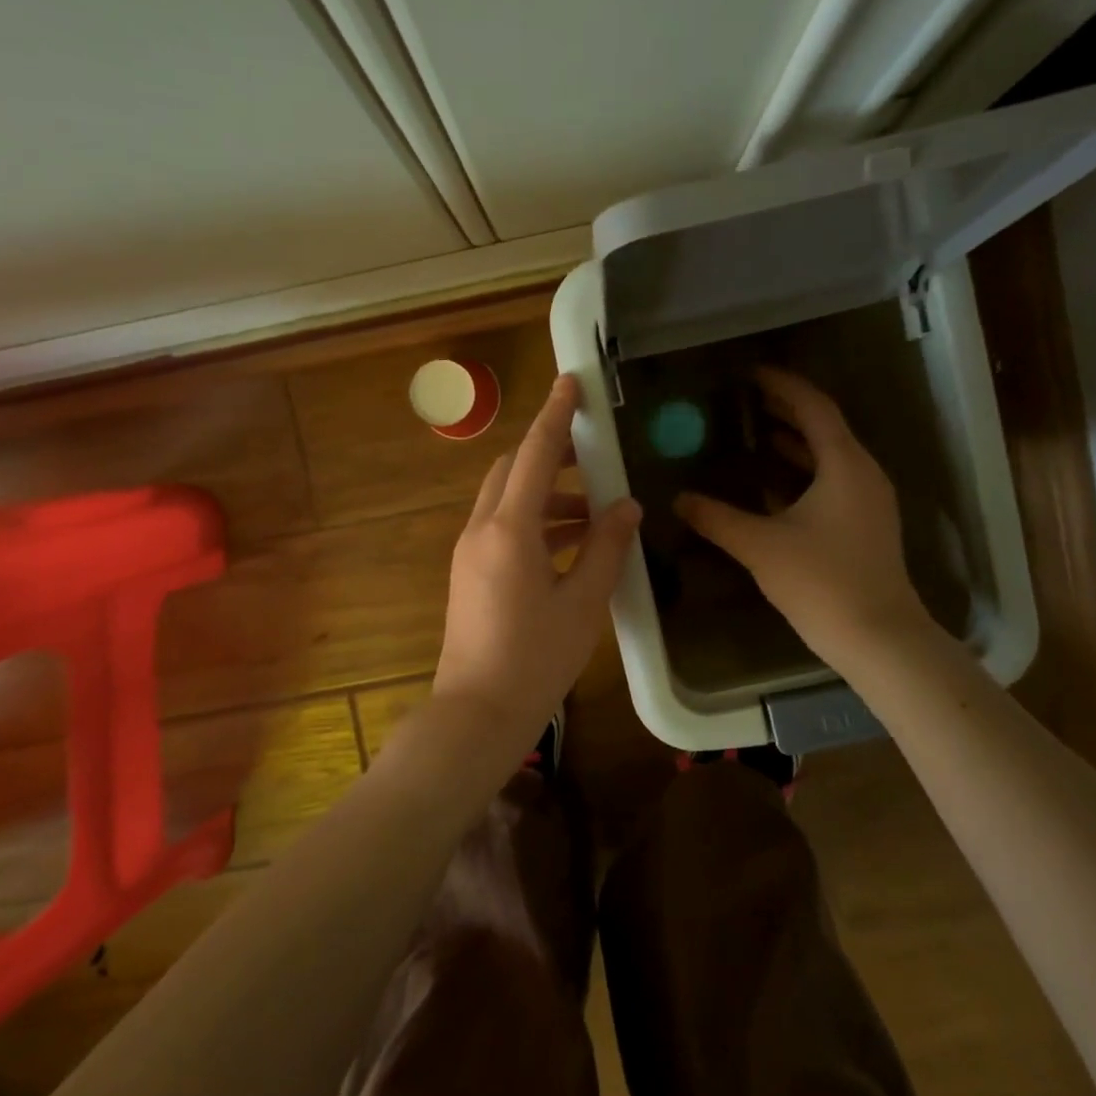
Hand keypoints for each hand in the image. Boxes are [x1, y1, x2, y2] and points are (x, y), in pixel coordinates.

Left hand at [432, 375, 641, 765]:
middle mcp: (481, 530)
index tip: (571, 382)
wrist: (477, 713)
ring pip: (507, 500)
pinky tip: (570, 544)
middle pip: (513, 470)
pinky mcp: (469, 573)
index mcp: (508, 529)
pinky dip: (535, 522)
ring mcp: (469, 552)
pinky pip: (502, 528)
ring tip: (595, 511)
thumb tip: (626, 506)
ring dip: (547, 495)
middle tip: (594, 457)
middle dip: (550, 455)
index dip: (555, 415)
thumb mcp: (583, 602)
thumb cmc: (535, 659)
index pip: (534, 454)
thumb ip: (606, 548)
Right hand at [675, 368, 929, 671]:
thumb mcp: (760, 546)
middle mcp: (863, 474)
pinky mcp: (865, 527)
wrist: (878, 638)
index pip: (814, 408)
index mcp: (845, 465)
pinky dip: (802, 474)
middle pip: (825, 428)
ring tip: (755, 434)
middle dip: (787, 411)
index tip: (751, 374)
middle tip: (748, 399)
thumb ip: (716, 518)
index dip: (783, 386)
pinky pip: (832, 483)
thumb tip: (679, 499)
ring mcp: (868, 502)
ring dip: (795, 443)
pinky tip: (771, 487)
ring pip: (829, 458)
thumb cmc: (822, 582)